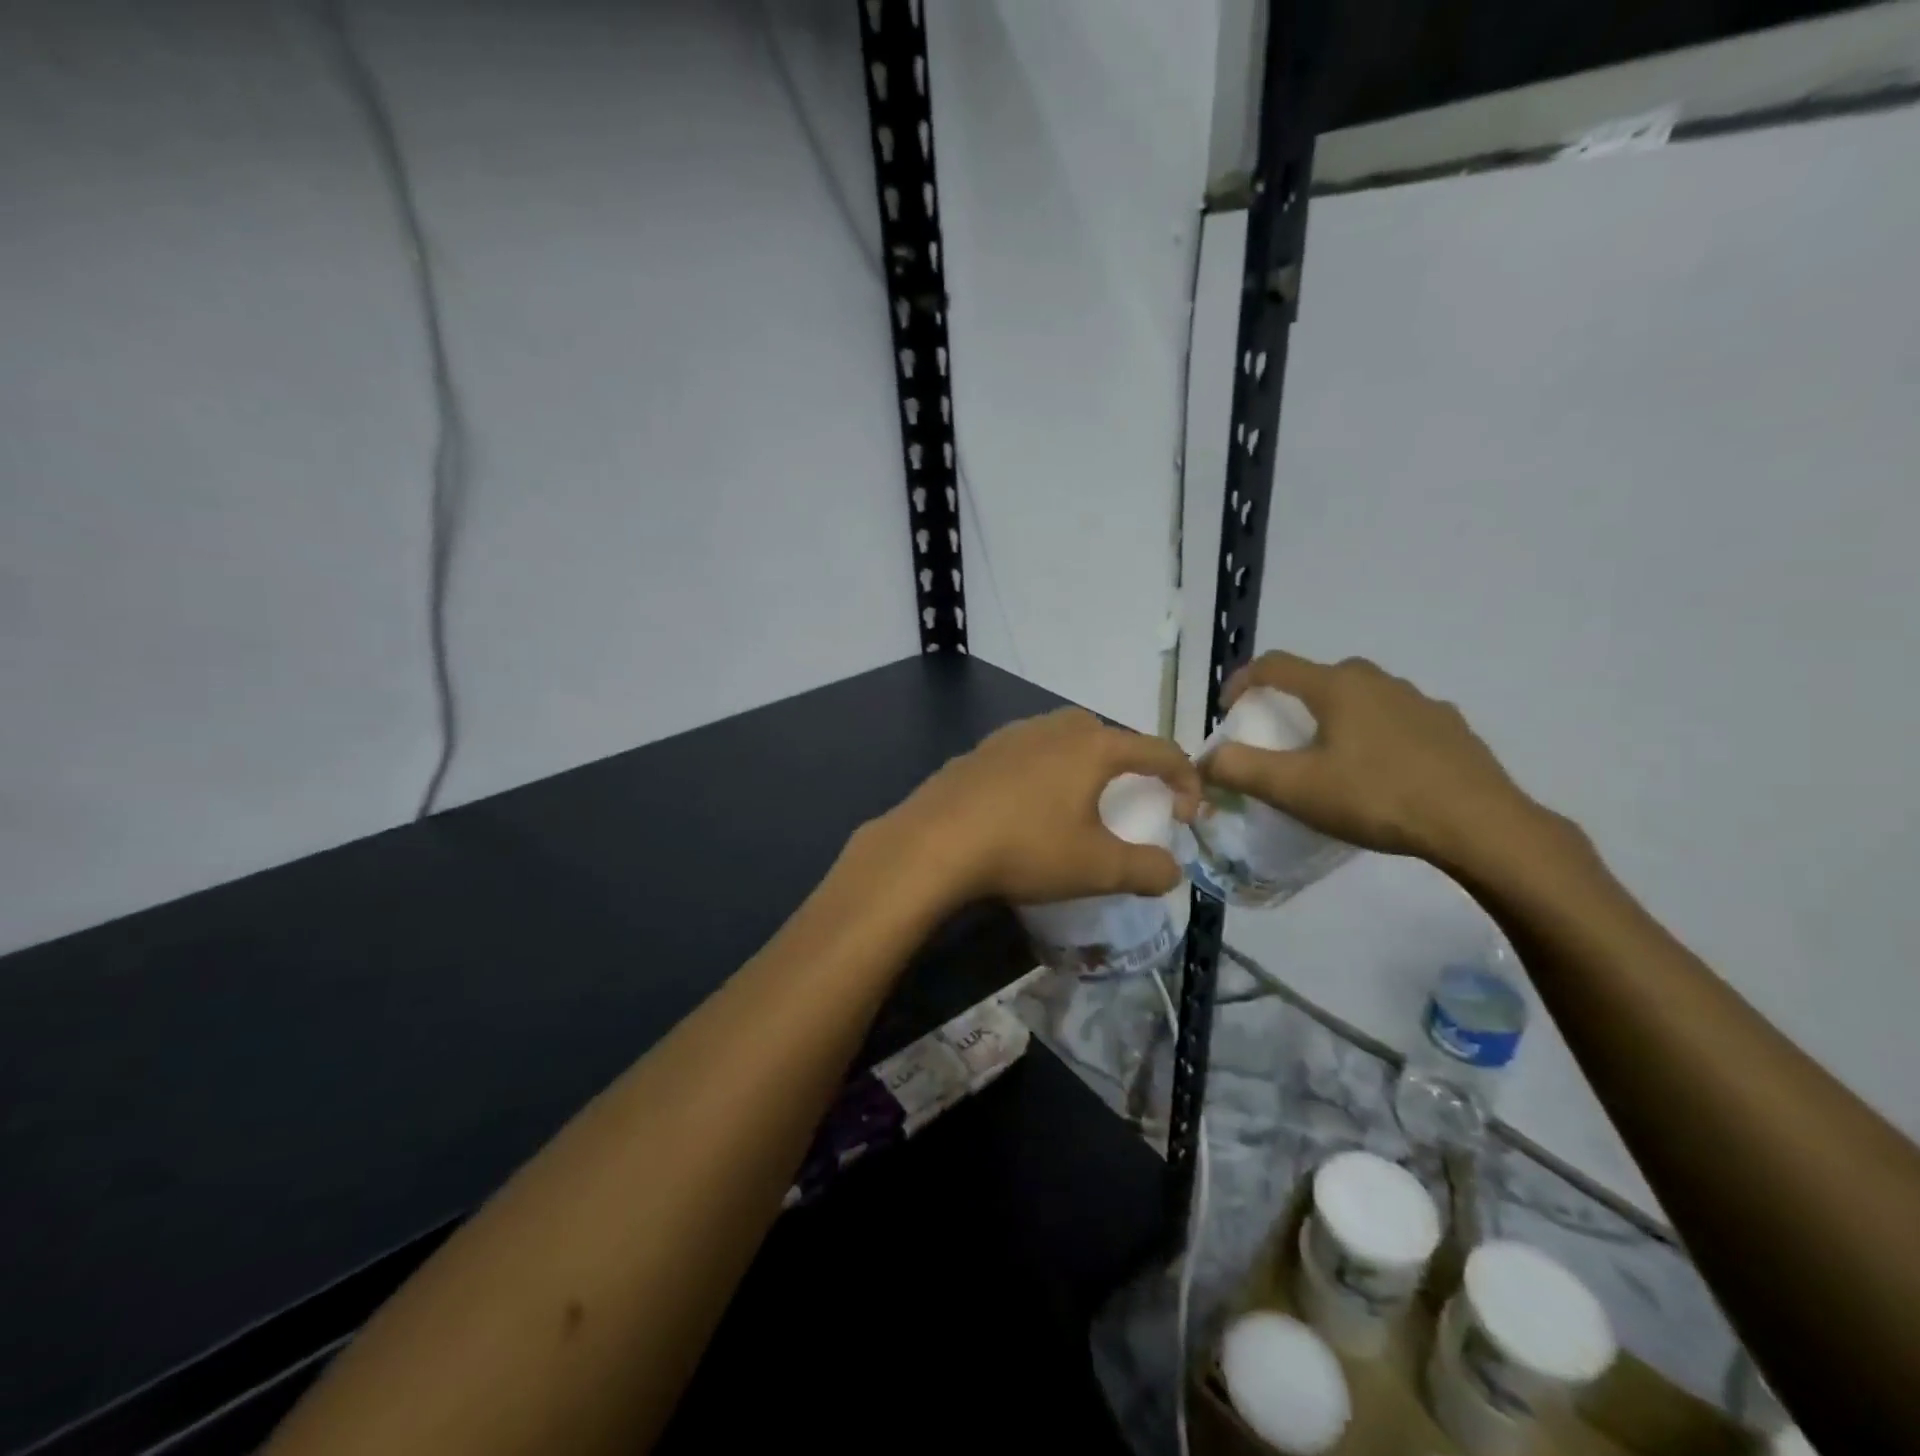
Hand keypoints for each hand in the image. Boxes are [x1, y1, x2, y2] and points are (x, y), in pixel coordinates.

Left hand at [886, 709, 1200, 905]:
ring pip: (1064, 741)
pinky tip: (1027, 809)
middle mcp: (1055, 728)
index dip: (1185, 780)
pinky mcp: (980, 751)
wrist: (935, 843)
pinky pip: (1028, 754)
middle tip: (1129, 804)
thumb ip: (1146, 869)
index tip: (1185, 817)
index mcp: (1093, 746)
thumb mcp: (1097, 868)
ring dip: (1083, 767)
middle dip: (1130, 766)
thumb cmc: (1026, 848)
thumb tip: (1171, 871)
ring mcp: (1012, 735)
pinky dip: (1043, 774)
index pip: (1159, 750)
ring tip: (1078, 806)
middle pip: (1109, 737)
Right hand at [1202, 652, 1547, 870]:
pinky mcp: (1449, 727)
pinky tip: (1379, 772)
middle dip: (1291, 700)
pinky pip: (1396, 719)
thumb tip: (1205, 759)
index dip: (1242, 680)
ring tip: (1330, 756)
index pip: (1274, 665)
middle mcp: (1377, 681)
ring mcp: (1419, 701)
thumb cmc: (1376, 798)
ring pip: (1361, 697)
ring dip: (1335, 716)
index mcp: (1336, 686)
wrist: (1479, 825)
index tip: (1228, 709)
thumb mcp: (1295, 789)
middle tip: (1280, 736)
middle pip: (1319, 678)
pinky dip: (1374, 733)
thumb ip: (1240, 769)